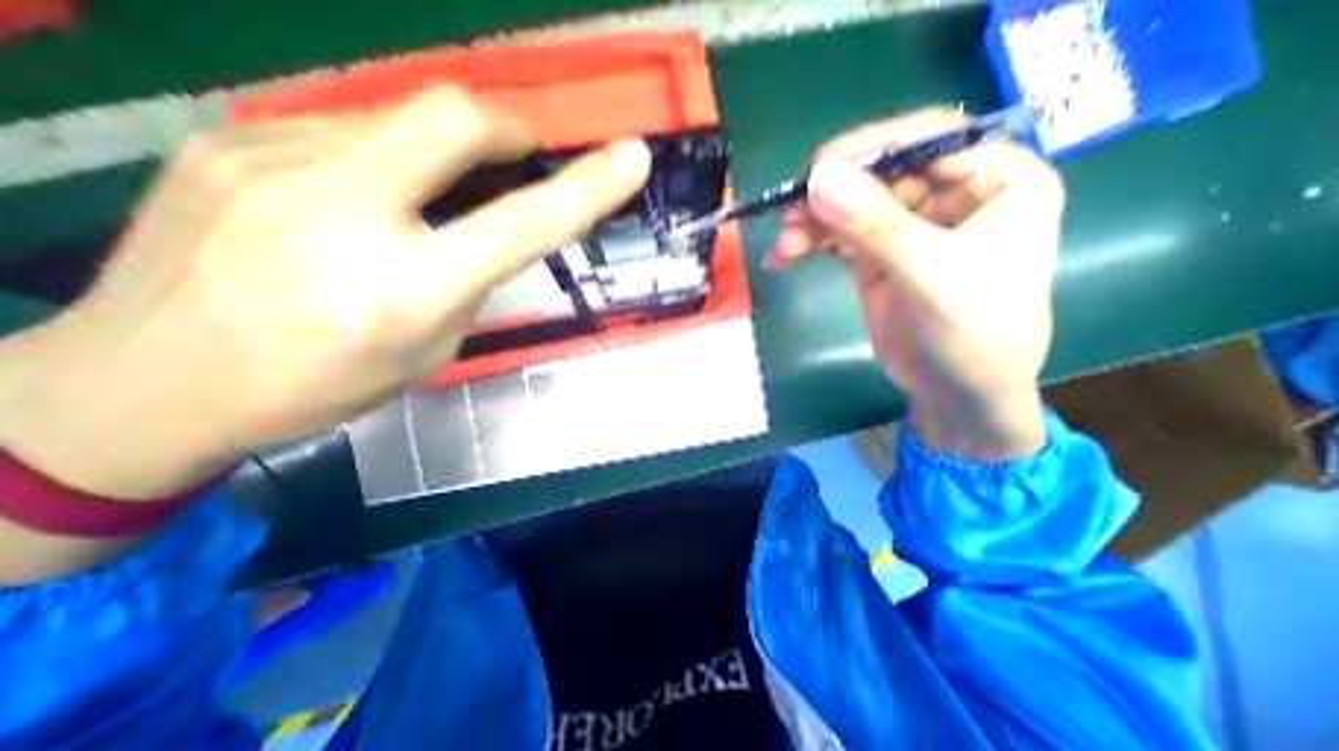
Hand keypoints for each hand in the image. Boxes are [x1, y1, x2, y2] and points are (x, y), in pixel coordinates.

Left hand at [0, 89, 655, 497]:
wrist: (147, 381)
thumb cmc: (320, 384)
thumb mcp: (429, 348)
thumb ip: (469, 282)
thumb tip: (488, 232)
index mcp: (406, 288)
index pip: (524, 223)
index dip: (588, 186)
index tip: (631, 158)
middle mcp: (344, 213)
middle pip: (456, 119)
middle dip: (509, 128)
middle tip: (520, 155)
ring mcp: (274, 161)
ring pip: (398, 118)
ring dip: (440, 150)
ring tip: (427, 195)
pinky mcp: (230, 139)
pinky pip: (344, 129)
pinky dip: (383, 156)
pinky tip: (357, 198)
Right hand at [769, 106, 1062, 459]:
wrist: (957, 394)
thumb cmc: (975, 336)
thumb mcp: (932, 277)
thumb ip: (878, 226)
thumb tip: (818, 176)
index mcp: (996, 181)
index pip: (928, 141)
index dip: (871, 148)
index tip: (816, 168)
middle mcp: (952, 195)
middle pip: (879, 176)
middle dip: (831, 198)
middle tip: (787, 217)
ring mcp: (909, 227)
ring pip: (851, 208)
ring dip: (812, 224)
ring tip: (782, 248)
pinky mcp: (878, 256)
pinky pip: (837, 238)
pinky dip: (809, 245)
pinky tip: (783, 259)